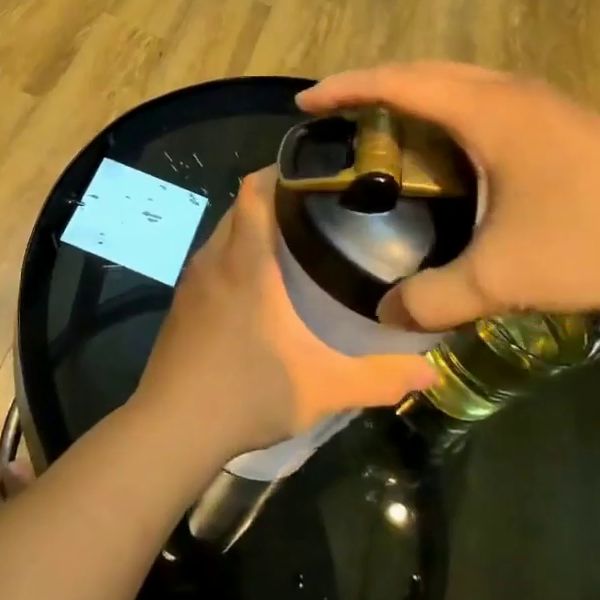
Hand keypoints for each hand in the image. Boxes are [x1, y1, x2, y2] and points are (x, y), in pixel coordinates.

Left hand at [135, 169, 434, 459]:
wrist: (171, 428)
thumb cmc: (245, 394)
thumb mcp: (322, 388)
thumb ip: (379, 377)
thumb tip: (429, 371)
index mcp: (245, 263)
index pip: (254, 190)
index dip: (282, 171)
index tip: (319, 172)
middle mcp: (214, 260)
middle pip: (241, 206)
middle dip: (276, 198)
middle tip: (323, 209)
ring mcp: (192, 282)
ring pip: (224, 233)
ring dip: (254, 228)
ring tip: (298, 241)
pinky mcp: (182, 304)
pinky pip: (212, 260)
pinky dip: (236, 254)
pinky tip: (261, 284)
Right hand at [300, 62, 599, 331]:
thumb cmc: (598, 239)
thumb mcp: (505, 277)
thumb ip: (435, 298)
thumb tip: (386, 314)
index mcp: (487, 111)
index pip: (398, 84)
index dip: (345, 89)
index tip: (305, 103)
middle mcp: (510, 92)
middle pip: (423, 71)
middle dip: (371, 85)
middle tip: (335, 113)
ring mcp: (542, 102)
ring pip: (457, 81)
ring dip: (411, 93)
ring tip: (380, 125)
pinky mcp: (562, 120)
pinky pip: (482, 97)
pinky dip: (445, 107)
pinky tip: (446, 148)